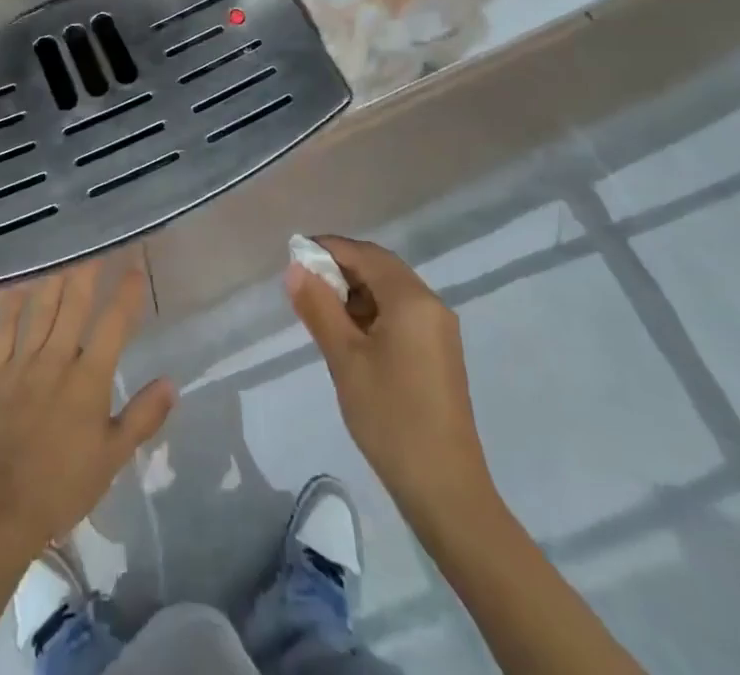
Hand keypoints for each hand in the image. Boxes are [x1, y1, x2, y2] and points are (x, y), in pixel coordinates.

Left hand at [0, 260, 176, 560]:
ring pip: (41, 309)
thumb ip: (142, 417)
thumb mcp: (112, 458)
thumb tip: (171, 382)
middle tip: (95, 238)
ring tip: (63, 248)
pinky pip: (2, 331)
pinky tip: (16, 285)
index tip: (135, 264)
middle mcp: (57, 359)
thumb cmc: (62, 486)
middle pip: (75, 303)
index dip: (126, 293)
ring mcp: (22, 363)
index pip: (114, 325)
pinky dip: (9, 306)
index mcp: (89, 378)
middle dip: (88, 269)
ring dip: (54, 277)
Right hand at [287, 236, 495, 517]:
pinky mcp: (438, 353)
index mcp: (412, 299)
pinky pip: (400, 314)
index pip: (365, 254)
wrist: (445, 490)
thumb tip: (295, 268)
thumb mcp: (344, 359)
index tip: (294, 255)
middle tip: (303, 283)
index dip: (328, 248)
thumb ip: (318, 307)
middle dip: (340, 268)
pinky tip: (348, 334)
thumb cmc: (391, 417)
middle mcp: (430, 305)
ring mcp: (438, 330)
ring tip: (319, 310)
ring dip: (355, 291)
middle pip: (380, 268)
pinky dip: (371, 312)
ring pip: (390, 291)